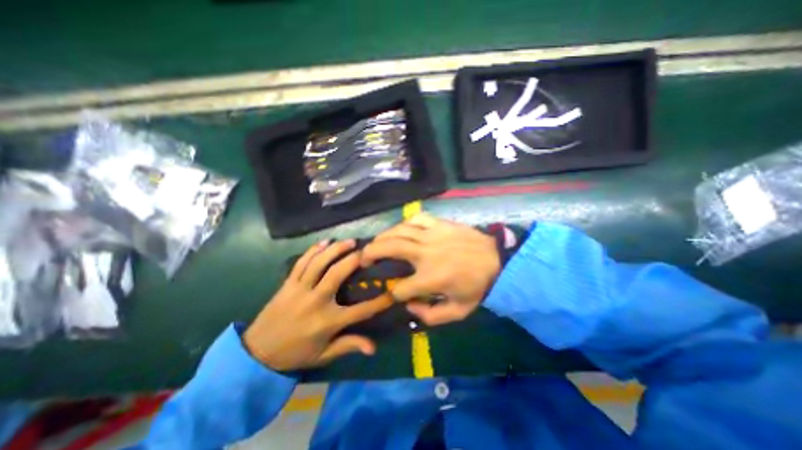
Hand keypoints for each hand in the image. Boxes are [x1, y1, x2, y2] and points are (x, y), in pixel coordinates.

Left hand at [244, 240, 392, 369]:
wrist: (256, 353)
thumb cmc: (294, 354)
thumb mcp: (324, 355)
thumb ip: (349, 346)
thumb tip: (373, 348)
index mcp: (327, 321)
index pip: (361, 310)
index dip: (380, 301)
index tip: (393, 291)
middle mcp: (316, 301)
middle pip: (338, 273)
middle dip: (355, 259)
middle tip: (367, 250)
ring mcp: (300, 289)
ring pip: (320, 263)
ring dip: (336, 249)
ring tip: (350, 241)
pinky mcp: (288, 283)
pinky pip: (302, 262)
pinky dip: (313, 250)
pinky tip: (325, 241)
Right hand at [360, 215, 498, 326]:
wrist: (498, 261)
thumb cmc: (478, 287)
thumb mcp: (458, 312)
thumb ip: (431, 316)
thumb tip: (410, 306)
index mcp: (430, 278)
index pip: (400, 288)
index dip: (394, 294)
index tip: (395, 294)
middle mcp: (426, 254)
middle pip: (390, 248)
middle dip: (371, 253)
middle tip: (363, 258)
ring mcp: (432, 235)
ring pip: (399, 230)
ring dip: (383, 236)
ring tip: (376, 242)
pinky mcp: (440, 224)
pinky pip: (417, 218)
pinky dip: (405, 222)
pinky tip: (401, 228)